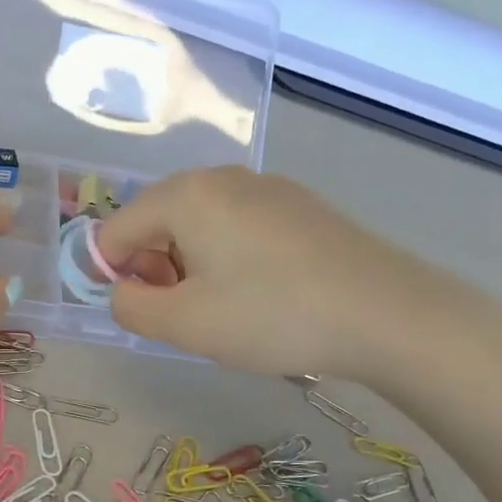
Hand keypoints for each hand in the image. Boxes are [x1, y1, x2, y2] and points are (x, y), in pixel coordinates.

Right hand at [94, 166, 474, 385]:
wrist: (386, 312)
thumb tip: (123, 290)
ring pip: (198, 224)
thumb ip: (130, 307)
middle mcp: (221, 176)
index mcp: (185, 195)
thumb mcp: (184, 324)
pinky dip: (228, 257)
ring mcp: (265, 186)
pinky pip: (237, 225)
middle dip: (155, 269)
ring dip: (191, 266)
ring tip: (225, 308)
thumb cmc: (272, 316)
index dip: (114, 276)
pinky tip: (261, 293)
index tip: (148, 313)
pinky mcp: (298, 204)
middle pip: (156, 222)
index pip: (115, 231)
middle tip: (187, 314)